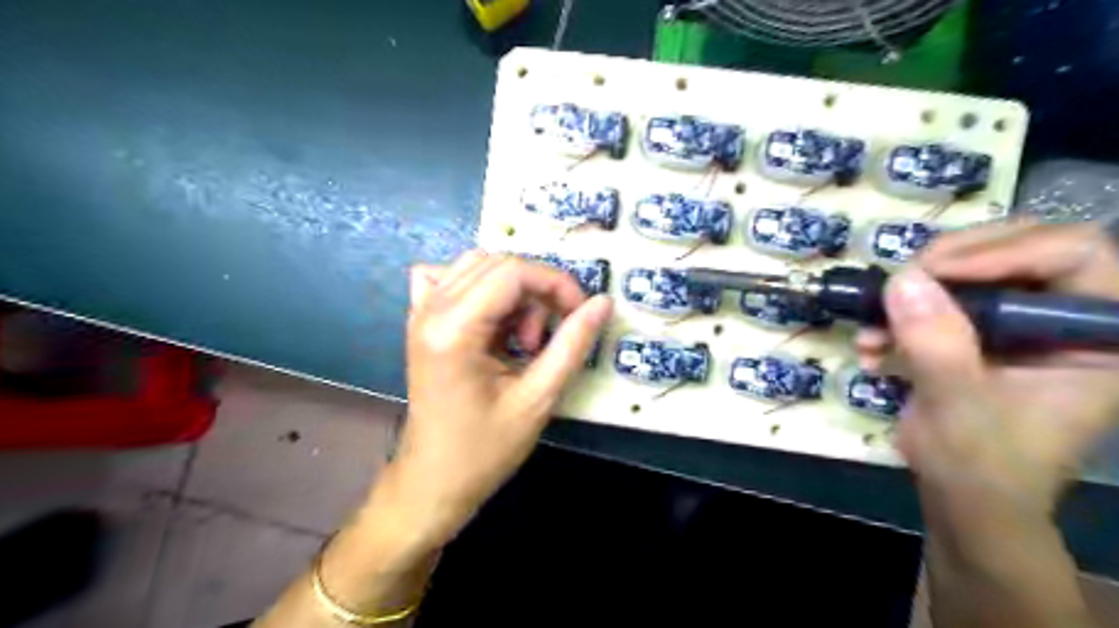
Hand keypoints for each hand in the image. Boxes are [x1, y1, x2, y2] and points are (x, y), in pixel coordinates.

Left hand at [384, 249, 610, 549]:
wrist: (433, 480)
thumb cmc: (484, 449)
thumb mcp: (538, 398)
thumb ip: (572, 344)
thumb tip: (603, 302)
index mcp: (454, 328)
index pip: (513, 272)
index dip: (556, 284)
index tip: (579, 314)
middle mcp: (430, 309)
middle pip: (497, 263)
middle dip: (536, 290)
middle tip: (546, 338)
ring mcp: (420, 312)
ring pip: (478, 266)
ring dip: (512, 292)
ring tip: (521, 339)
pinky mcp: (420, 321)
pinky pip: (451, 279)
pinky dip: (481, 290)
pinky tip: (491, 321)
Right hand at [859, 220, 1118, 524]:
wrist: (962, 497)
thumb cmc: (983, 464)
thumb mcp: (959, 405)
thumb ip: (937, 343)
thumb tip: (901, 279)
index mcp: (1097, 334)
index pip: (1074, 254)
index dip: (1002, 251)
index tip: (930, 273)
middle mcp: (1062, 318)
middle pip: (1016, 248)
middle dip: (947, 263)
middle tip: (898, 283)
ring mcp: (1015, 324)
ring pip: (968, 270)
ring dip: (911, 294)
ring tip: (869, 324)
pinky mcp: (976, 333)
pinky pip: (937, 301)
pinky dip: (897, 318)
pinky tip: (869, 345)